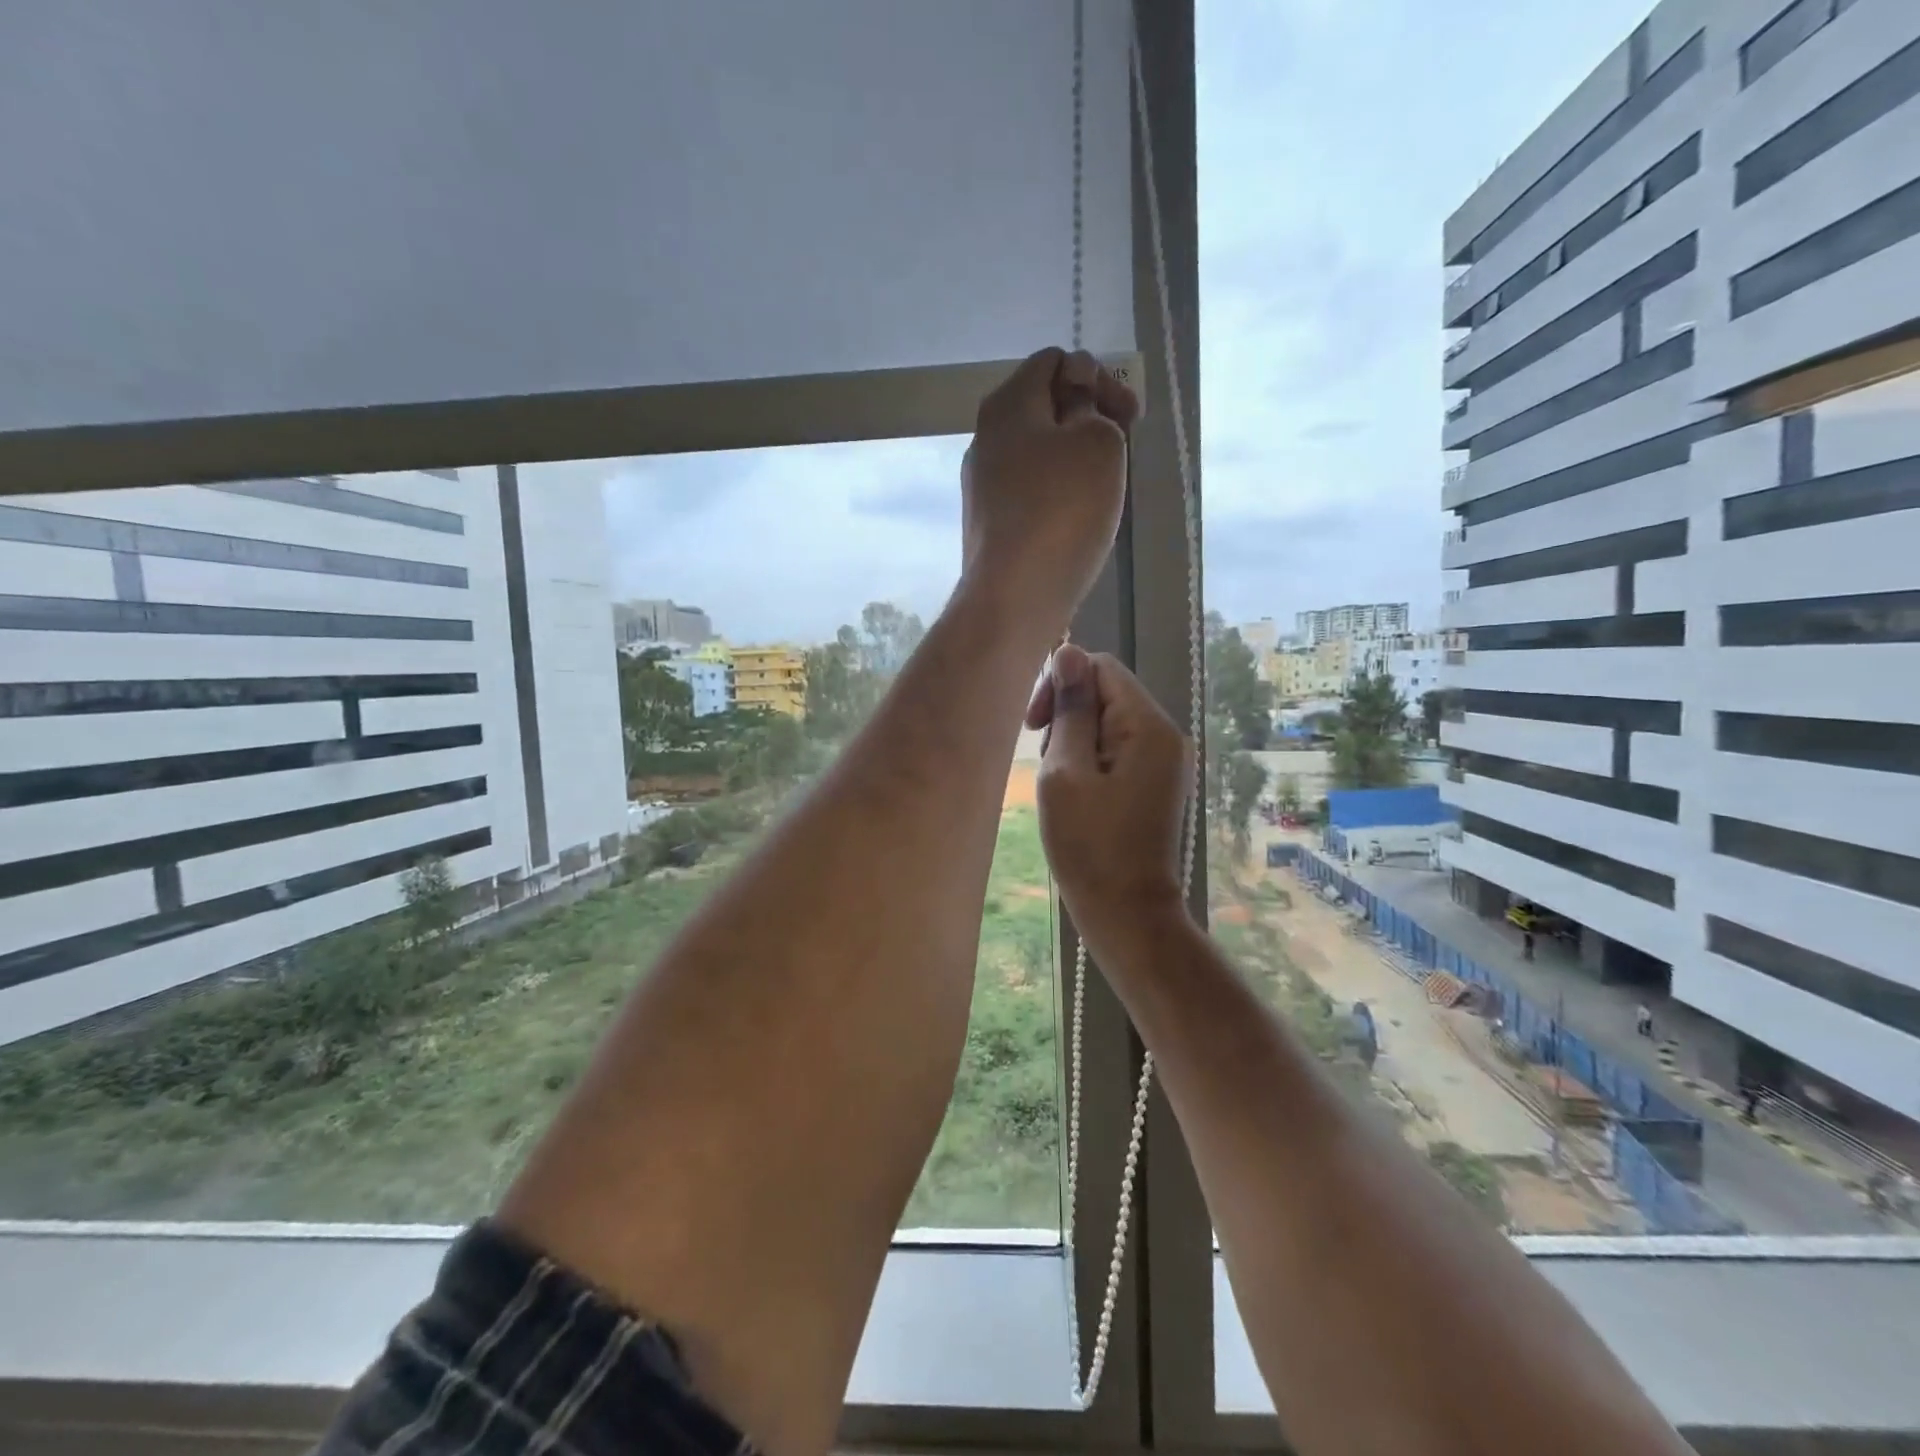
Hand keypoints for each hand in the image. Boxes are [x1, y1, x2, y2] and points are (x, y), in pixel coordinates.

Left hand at [961, 347, 1139, 630]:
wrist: (1014, 596)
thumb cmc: (1061, 510)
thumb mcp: (1098, 441)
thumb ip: (1093, 407)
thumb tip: (1075, 398)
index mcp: (1007, 404)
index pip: (1054, 361)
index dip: (1097, 376)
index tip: (1128, 415)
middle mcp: (985, 438)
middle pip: (1044, 407)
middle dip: (1089, 417)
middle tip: (1121, 448)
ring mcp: (982, 485)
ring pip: (1038, 452)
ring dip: (1075, 459)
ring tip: (1104, 487)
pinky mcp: (989, 524)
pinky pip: (1030, 491)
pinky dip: (1057, 493)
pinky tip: (1076, 519)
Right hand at [1030, 643, 1191, 950]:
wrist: (1127, 914)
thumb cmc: (1090, 846)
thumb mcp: (1067, 773)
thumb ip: (1070, 710)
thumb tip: (1068, 653)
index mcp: (1149, 727)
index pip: (1101, 668)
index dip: (1061, 684)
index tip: (1033, 726)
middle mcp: (1166, 736)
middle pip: (1107, 694)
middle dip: (1068, 717)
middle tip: (1045, 763)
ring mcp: (1164, 762)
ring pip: (1108, 723)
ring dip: (1075, 742)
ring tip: (1060, 785)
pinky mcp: (1155, 784)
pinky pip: (1117, 750)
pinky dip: (1089, 762)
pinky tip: (1074, 794)